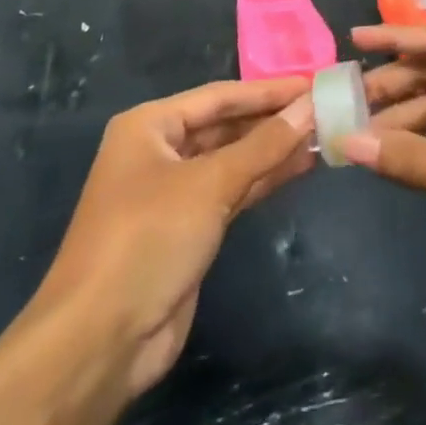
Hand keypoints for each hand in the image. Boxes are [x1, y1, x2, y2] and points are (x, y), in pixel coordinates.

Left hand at [28, 78, 314, 397]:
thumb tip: (311, 106)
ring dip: (273, 150)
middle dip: (273, 120)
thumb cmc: (148, 239)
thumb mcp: (210, 185)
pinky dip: (263, 179)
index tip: (315, 83)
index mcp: (150, 125)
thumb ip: (264, 145)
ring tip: (323, 135)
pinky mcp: (187, 229)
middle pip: (226, 125)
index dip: (269, 90)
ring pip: (232, 159)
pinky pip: (231, 191)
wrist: (100, 341)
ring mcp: (173, 192)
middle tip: (325, 109)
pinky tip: (300, 168)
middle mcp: (159, 150)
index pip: (220, 95)